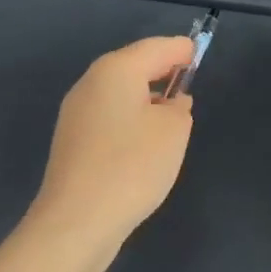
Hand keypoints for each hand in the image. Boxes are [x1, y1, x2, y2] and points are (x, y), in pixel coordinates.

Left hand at [26, 36, 195, 271]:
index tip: (198, 53)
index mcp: (116, 70)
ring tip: (170, 112)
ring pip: (119, 91)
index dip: (181, 49)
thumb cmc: (131, 166)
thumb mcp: (173, 131)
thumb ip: (179, 107)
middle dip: (161, 70)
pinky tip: (143, 138)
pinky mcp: (71, 140)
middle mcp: (91, 82)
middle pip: (133, 65)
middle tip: (187, 79)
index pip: (156, 47)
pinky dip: (129, 116)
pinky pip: (108, 114)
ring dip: (145, 95)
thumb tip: (172, 102)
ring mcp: (76, 112)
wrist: (75, 224)